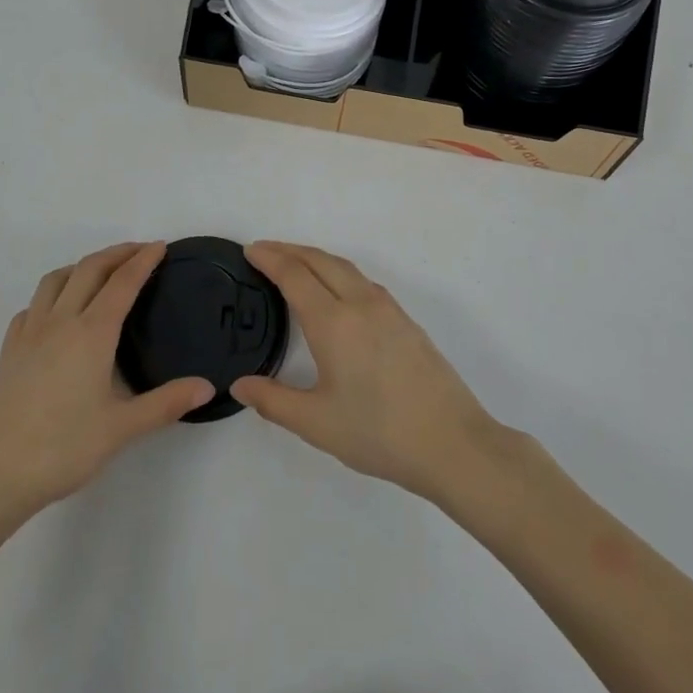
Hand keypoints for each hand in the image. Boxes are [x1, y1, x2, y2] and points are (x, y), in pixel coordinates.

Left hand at [0, 243, 213, 528]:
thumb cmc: (60, 450)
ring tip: (99, 272)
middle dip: (116, 253)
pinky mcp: (8, 351)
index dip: (143, 261)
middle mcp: (60, 322)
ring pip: (56, 280)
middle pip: (89, 269)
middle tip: (139, 250)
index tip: (160, 246)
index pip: (123, 283)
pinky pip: (32, 306)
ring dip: (82, 266)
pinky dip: (50, 295)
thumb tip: (206, 386)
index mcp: (92, 333)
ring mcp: (29, 334)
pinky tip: (55, 313)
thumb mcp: (121, 430)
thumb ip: (165, 404)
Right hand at [231, 242, 503, 502]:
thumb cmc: (378, 433)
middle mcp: (360, 303)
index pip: (295, 275)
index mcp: (334, 322)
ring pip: (344, 267)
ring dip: (315, 258)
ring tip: (295, 264)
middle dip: (289, 250)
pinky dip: (338, 271)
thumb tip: (240, 384)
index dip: (270, 259)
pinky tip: (336, 290)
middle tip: (264, 251)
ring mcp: (388, 309)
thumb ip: (274, 401)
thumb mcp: (317, 423)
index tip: (250, 251)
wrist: (452, 442)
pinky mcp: (405, 320)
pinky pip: (362, 280)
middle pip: (320, 261)